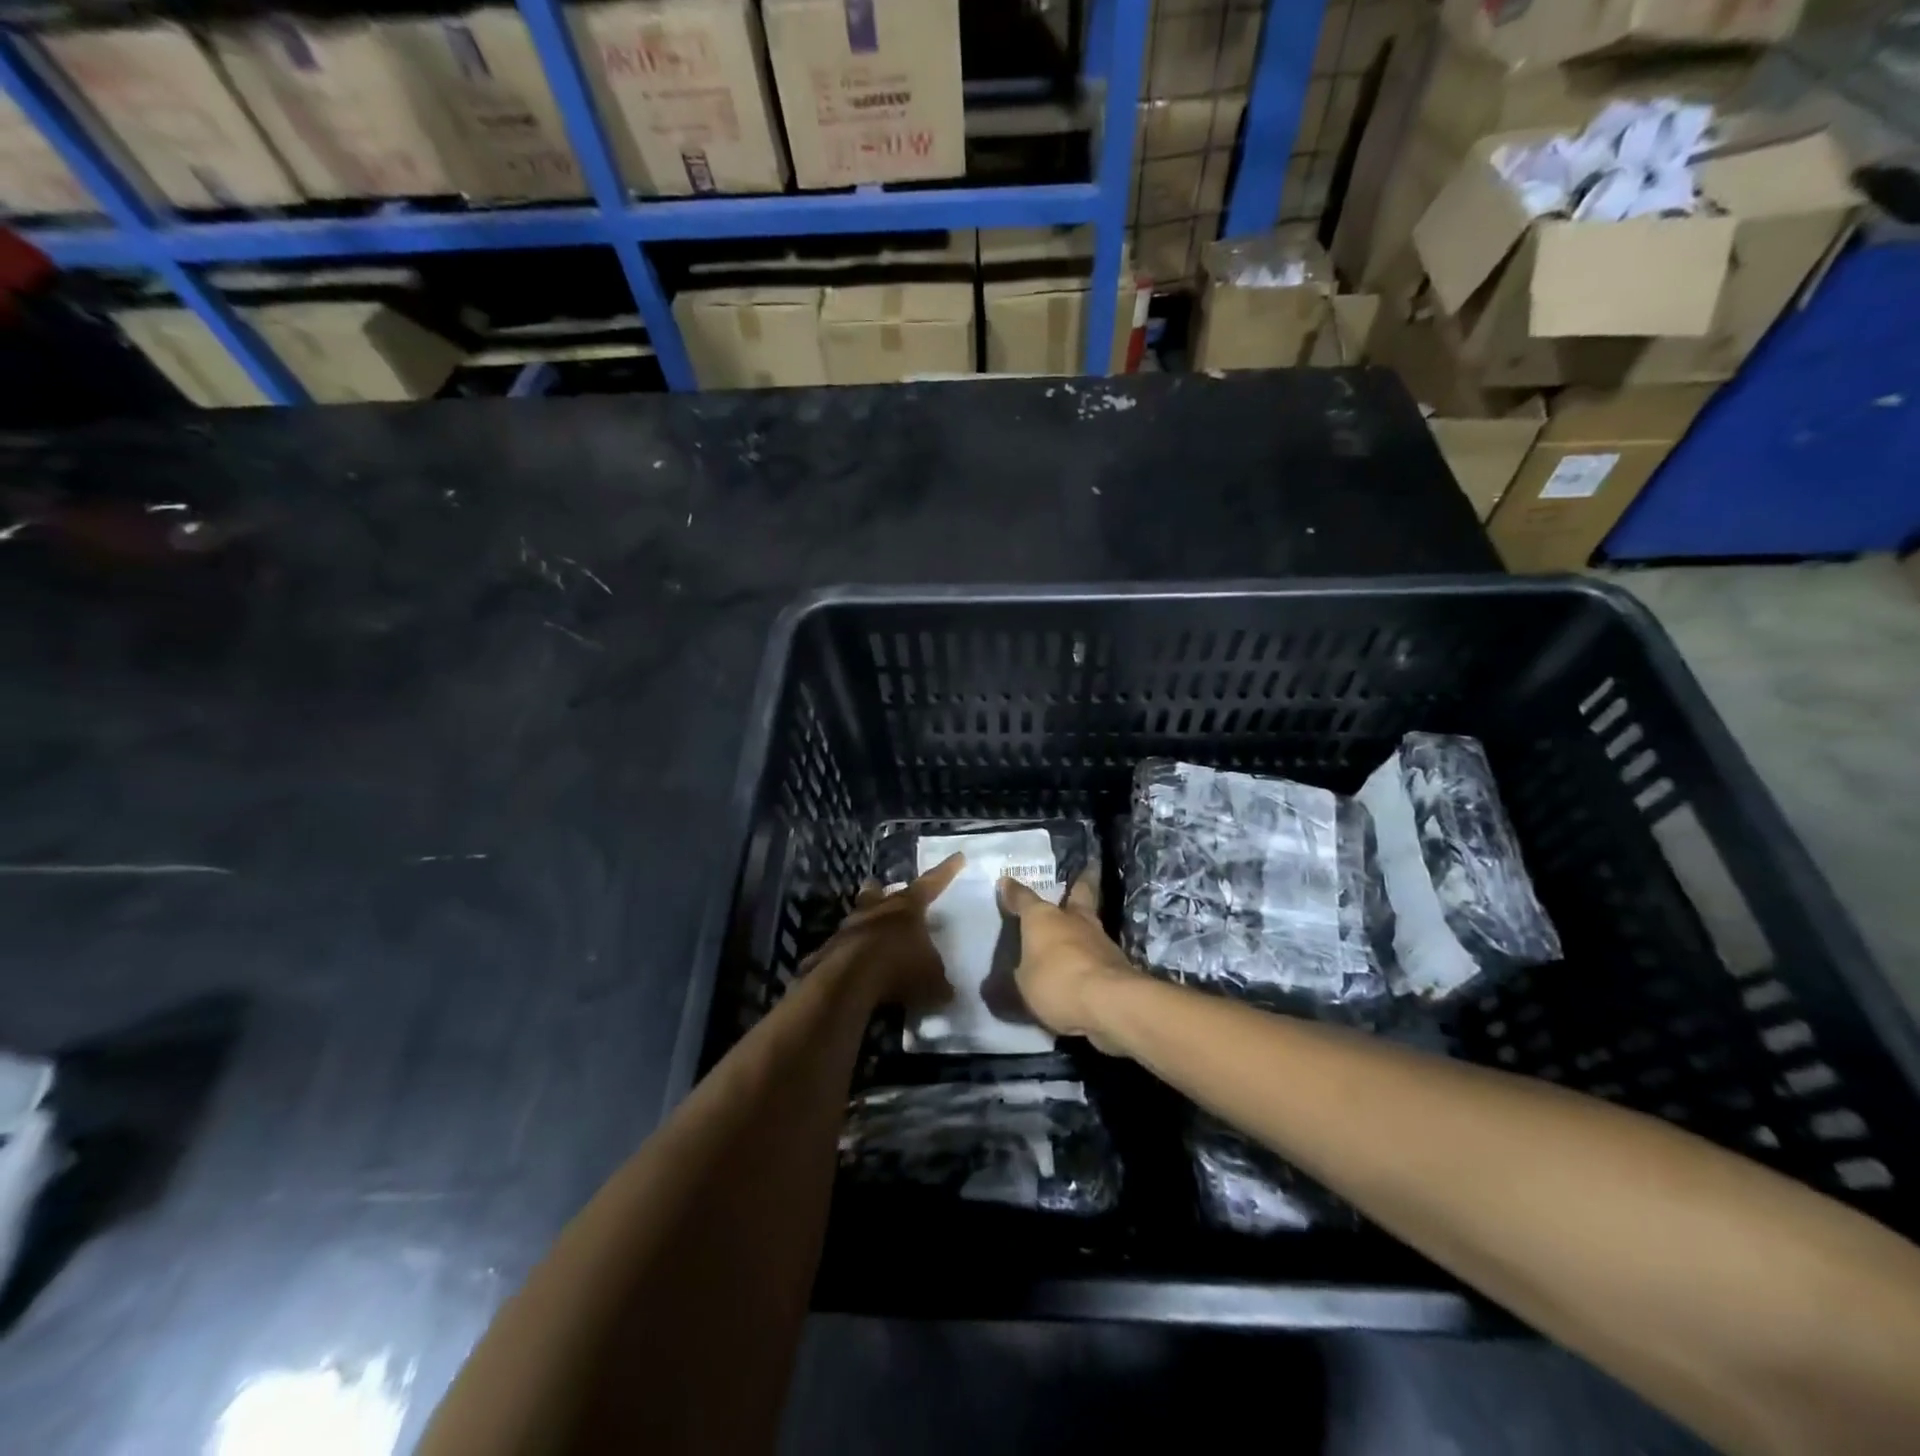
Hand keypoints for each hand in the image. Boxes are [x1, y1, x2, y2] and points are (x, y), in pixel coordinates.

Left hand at [803, 853, 964, 1010]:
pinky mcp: (830, 950)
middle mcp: (877, 910)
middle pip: (879, 892)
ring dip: (864, 919)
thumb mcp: (932, 980)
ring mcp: (849, 928)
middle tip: (881, 886)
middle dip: (882, 890)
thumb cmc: (899, 968)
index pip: (932, 884)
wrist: (849, 980)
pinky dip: (848, 953)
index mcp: (907, 908)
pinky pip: (841, 947)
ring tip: (867, 926)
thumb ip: (940, 982)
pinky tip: (852, 966)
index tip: (958, 857)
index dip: (946, 872)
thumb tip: (947, 992)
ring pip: (857, 916)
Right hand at [997, 874, 1140, 1049]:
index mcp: (1043, 918)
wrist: (1108, 1000)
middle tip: (1088, 868)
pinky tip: (1089, 960)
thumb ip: (1020, 972)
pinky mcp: (1117, 960)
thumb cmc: (1056, 983)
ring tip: (1080, 924)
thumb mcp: (1024, 983)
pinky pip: (1099, 950)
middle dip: (1081, 881)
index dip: (1013, 892)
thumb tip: (1012, 974)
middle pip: (1079, 893)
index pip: (1024, 899)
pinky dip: (1092, 951)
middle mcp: (1073, 919)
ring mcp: (1099, 937)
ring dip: (1085, 922)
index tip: (1006, 881)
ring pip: (1091, 921)